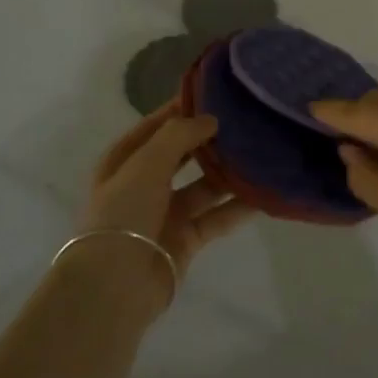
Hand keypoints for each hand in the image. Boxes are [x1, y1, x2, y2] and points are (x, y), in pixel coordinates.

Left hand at [77, 101, 253, 284]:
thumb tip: (211, 119)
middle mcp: (144, 183)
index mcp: (124, 161)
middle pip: (182, 155)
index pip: (156, 126)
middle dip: (208, 140)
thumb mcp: (147, 163)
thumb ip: (180, 135)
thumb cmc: (124, 212)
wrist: (115, 284)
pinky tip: (263, 193)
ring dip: (227, 172)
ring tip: (260, 152)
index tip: (214, 93)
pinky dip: (237, 207)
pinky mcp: (186, 240)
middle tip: (243, 121)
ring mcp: (166, 213)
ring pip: (203, 185)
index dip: (181, 109)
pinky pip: (216, 217)